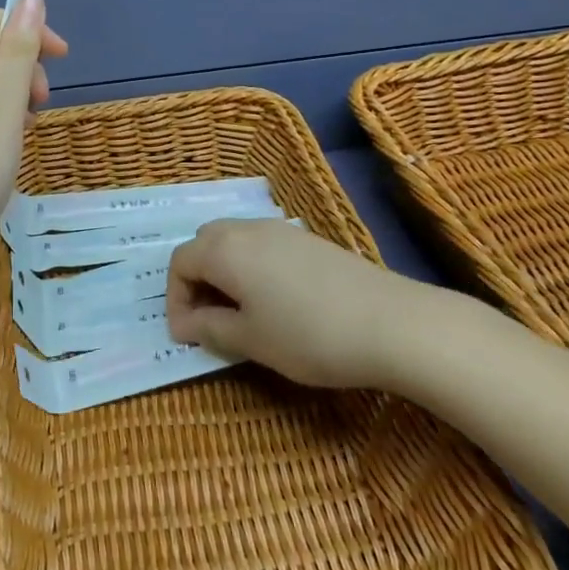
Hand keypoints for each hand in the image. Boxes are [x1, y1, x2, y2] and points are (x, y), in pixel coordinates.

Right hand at [165, 218, 441, 388]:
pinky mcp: (308, 240)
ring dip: (223, 271)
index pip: (180, 263)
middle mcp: (246, 229)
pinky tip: (273, 300)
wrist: (393, 323)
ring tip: (238, 311)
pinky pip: (261, 245)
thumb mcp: (250, 340)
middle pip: (204, 243)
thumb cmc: (308, 335)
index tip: (186, 336)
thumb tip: (188, 324)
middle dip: (196, 278)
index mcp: (223, 249)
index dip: (175, 299)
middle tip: (206, 318)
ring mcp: (280, 230)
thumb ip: (210, 328)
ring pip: (233, 241)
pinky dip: (250, 266)